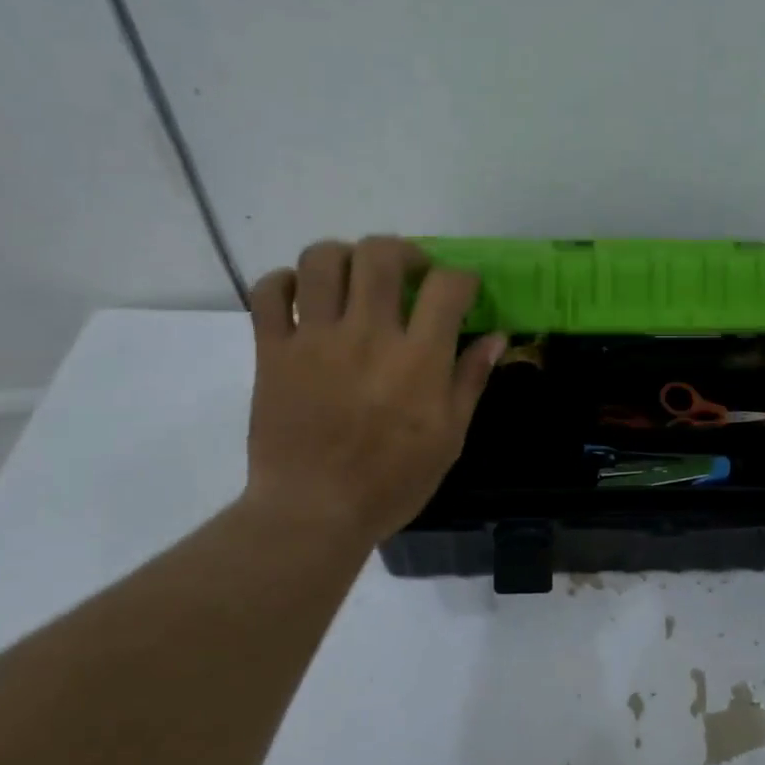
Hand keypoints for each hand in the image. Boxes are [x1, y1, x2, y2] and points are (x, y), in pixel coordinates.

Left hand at [240, 237, 506, 544]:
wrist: (314, 512)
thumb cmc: (393, 482)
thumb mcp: (450, 437)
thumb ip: (471, 380)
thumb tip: (496, 336)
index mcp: (418, 359)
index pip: (446, 286)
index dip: (461, 278)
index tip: (463, 290)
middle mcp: (367, 335)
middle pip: (381, 255)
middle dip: (403, 252)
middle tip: (410, 273)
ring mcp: (314, 339)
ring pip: (323, 260)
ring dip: (345, 256)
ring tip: (355, 278)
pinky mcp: (272, 351)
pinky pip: (268, 292)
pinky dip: (285, 282)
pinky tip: (303, 297)